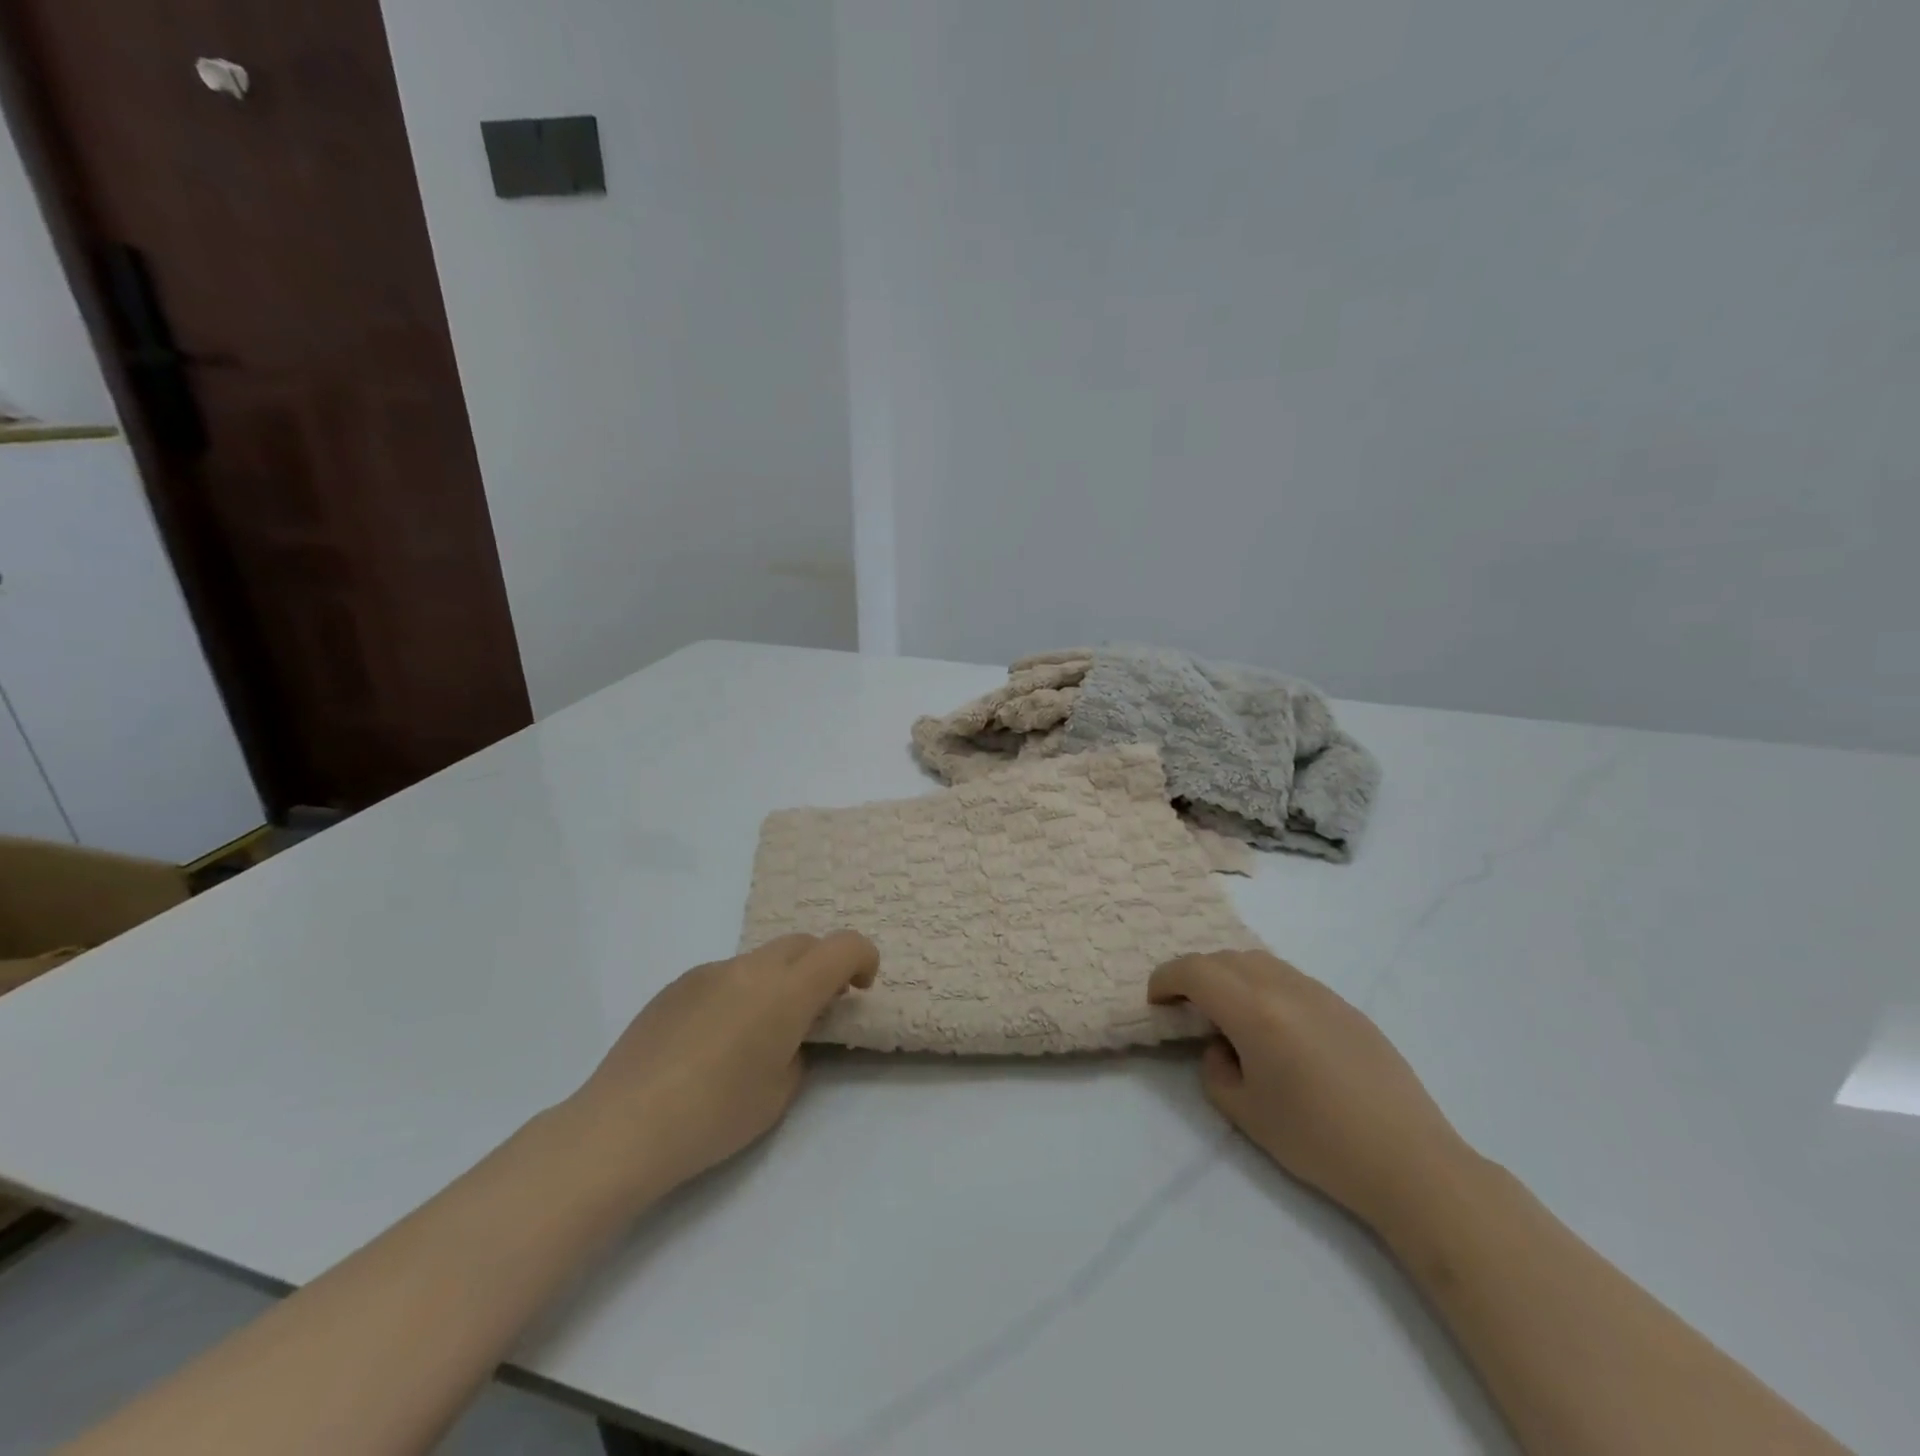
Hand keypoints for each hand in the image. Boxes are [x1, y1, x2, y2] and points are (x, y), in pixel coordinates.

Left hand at [565, 932, 877, 1197]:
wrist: (623, 1126)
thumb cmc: (714, 1115)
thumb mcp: (779, 1092)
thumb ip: (798, 1049)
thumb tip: (786, 1035)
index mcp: (786, 990)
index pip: (843, 946)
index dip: (863, 958)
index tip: (860, 989)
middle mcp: (750, 967)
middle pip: (802, 944)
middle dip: (821, 967)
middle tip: (816, 1010)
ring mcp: (708, 971)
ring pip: (761, 959)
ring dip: (777, 980)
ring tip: (758, 1033)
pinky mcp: (675, 985)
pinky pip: (724, 976)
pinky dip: (738, 993)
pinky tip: (712, 1042)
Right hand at [1149, 950, 1470, 1231]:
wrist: (1410, 1162)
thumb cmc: (1319, 1141)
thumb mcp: (1245, 1113)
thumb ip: (1215, 1070)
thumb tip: (1222, 1047)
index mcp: (1254, 1011)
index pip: (1195, 971)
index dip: (1166, 978)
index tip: (1156, 1000)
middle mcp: (1284, 987)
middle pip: (1225, 958)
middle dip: (1196, 975)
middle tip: (1186, 1008)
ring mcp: (1320, 992)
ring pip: (1259, 962)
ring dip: (1231, 976)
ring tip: (1228, 1013)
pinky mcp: (1345, 1007)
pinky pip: (1290, 978)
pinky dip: (1264, 986)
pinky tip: (1274, 1027)